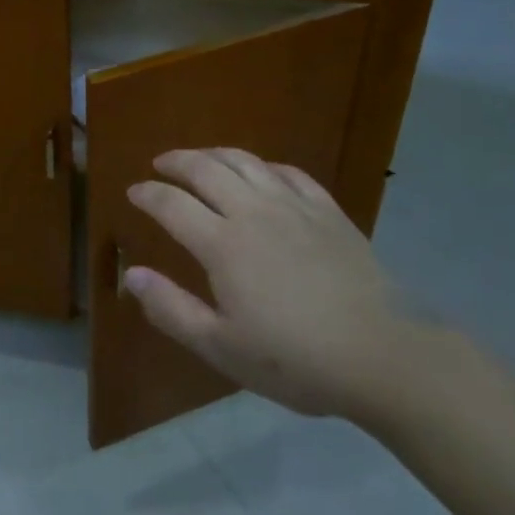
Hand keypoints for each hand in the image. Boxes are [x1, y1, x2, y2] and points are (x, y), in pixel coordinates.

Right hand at [123, 149, 411, 420]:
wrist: (384, 354)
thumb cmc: (296, 359)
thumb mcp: (222, 347)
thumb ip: (171, 309)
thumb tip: (131, 275)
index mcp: (222, 244)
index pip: (172, 204)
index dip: (148, 194)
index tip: (134, 191)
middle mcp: (253, 212)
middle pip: (206, 169)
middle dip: (177, 162)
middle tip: (161, 165)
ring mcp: (294, 207)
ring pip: (246, 162)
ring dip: (215, 154)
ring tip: (201, 159)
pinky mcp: (328, 212)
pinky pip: (290, 173)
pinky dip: (266, 166)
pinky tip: (262, 173)